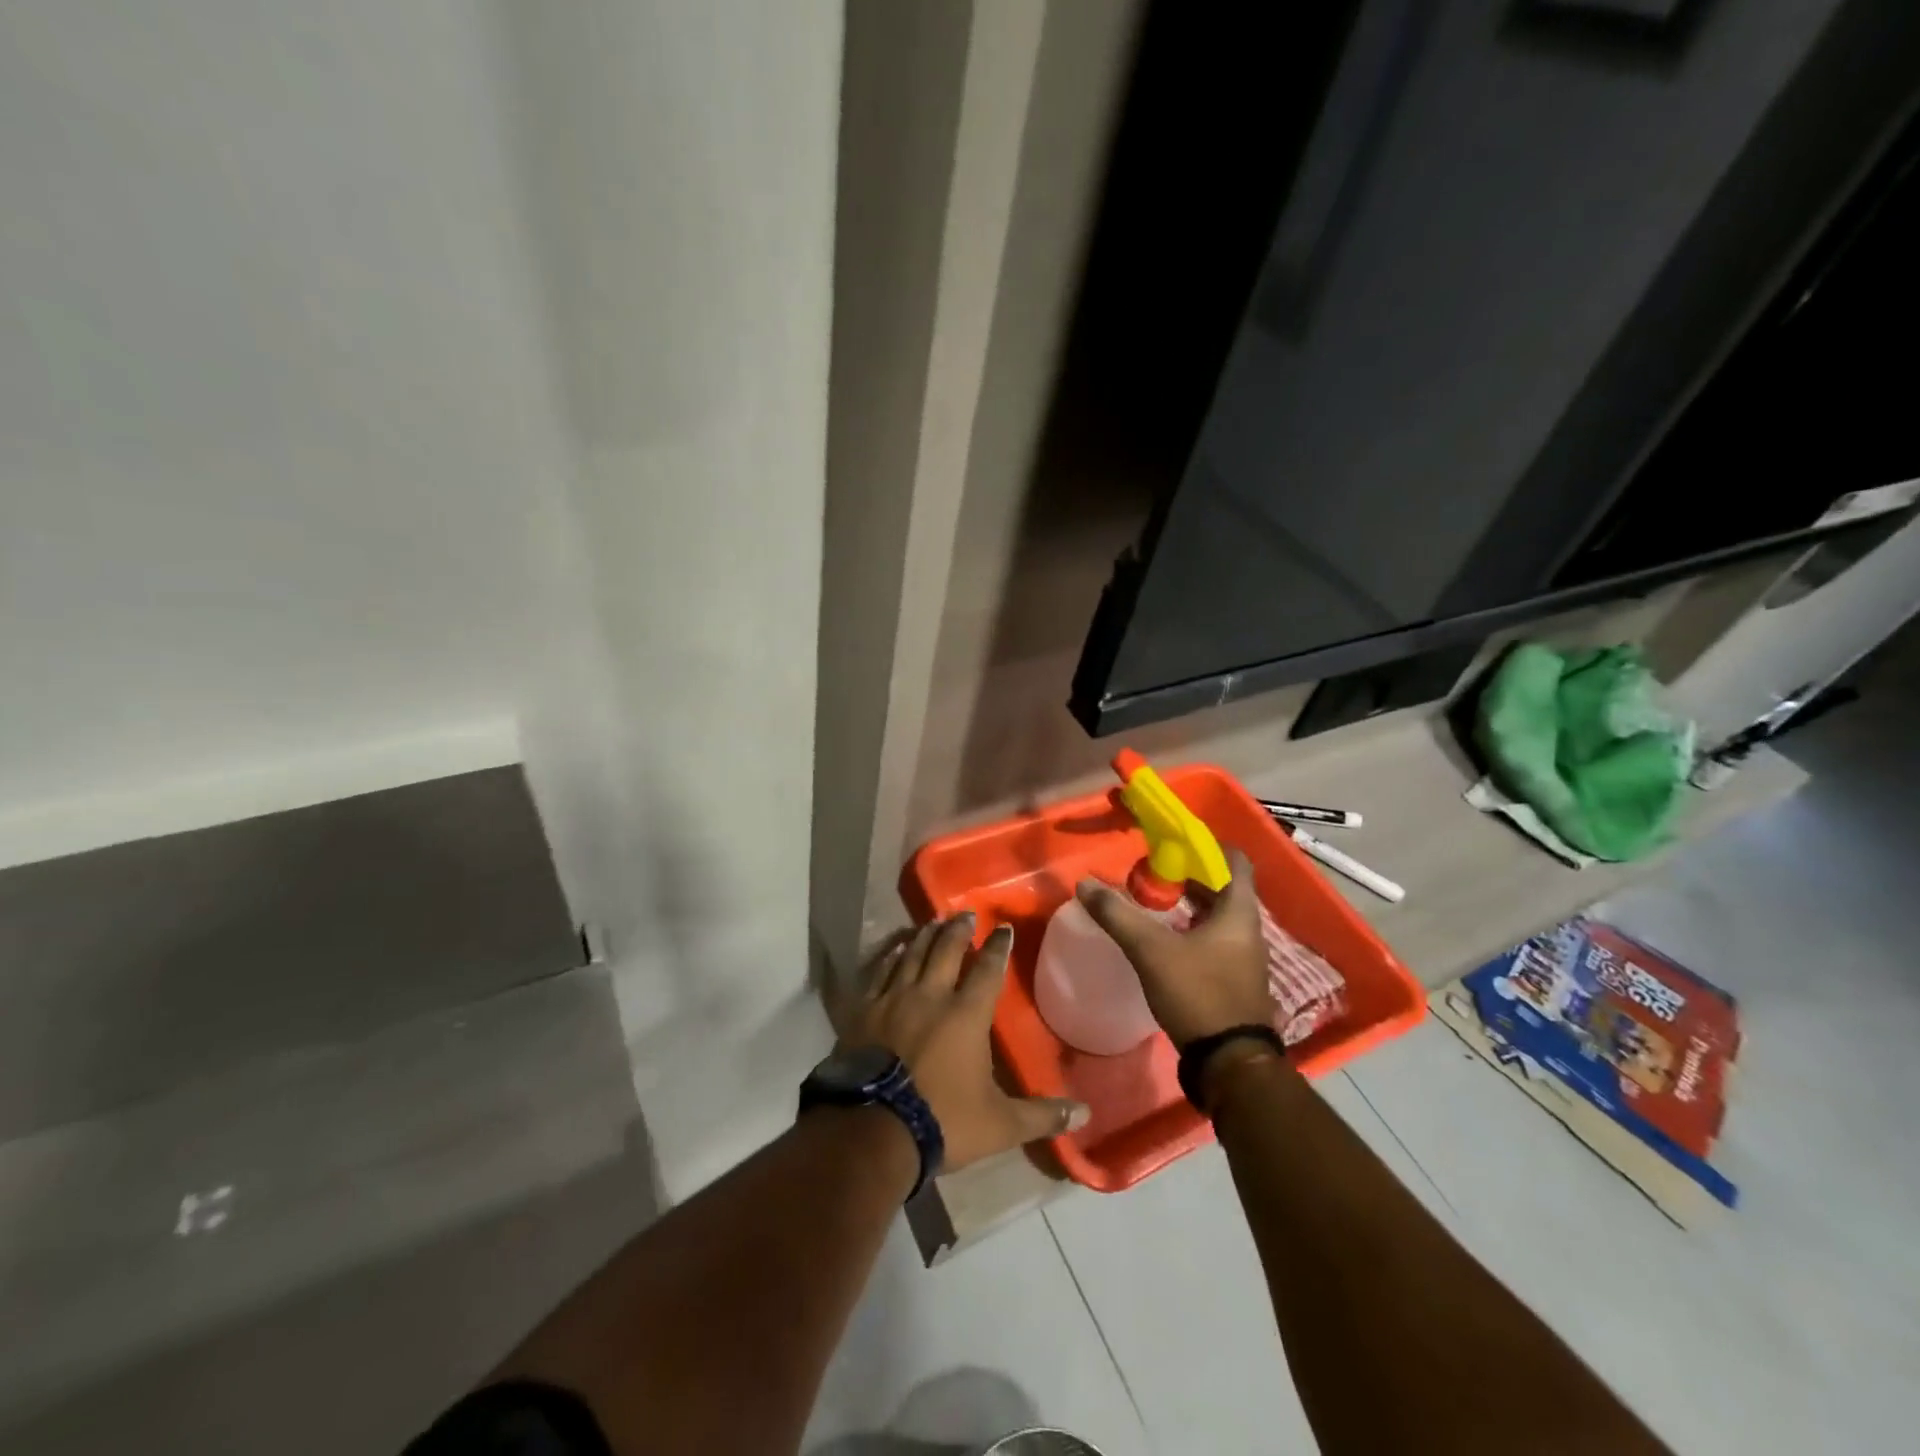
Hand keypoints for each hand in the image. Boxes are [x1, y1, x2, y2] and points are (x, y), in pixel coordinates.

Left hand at [836, 915, 1090, 1172]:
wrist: (874, 1130)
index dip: (997, 948)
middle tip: (965, 914)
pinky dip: (891, 958)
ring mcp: (894, 1000)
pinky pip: (881, 973)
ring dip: (925, 936)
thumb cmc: (943, 1121)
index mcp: (966, 1015)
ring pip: (912, 955)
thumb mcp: (1000, 1124)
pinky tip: (896, 950)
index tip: (1003, 928)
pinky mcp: (865, 1011)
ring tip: (933, 922)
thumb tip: (1085, 1114)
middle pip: (946, 951)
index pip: (987, 970)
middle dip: (958, 930)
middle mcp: (931, 996)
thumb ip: (1042, 1115)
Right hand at [1076, 848, 1274, 1046]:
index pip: (1235, 861)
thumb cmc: (1198, 994)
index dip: (1208, 845)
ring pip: (1218, 915)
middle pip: (1224, 887)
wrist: (1229, 1063)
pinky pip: (1215, 938)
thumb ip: (1118, 915)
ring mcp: (1244, 956)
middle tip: (1155, 869)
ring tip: (1155, 898)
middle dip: (1190, 874)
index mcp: (1239, 913)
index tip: (1175, 841)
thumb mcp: (1151, 951)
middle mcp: (1248, 930)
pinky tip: (1166, 936)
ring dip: (1190, 902)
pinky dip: (1192, 927)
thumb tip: (1084, 884)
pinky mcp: (1235, 978)